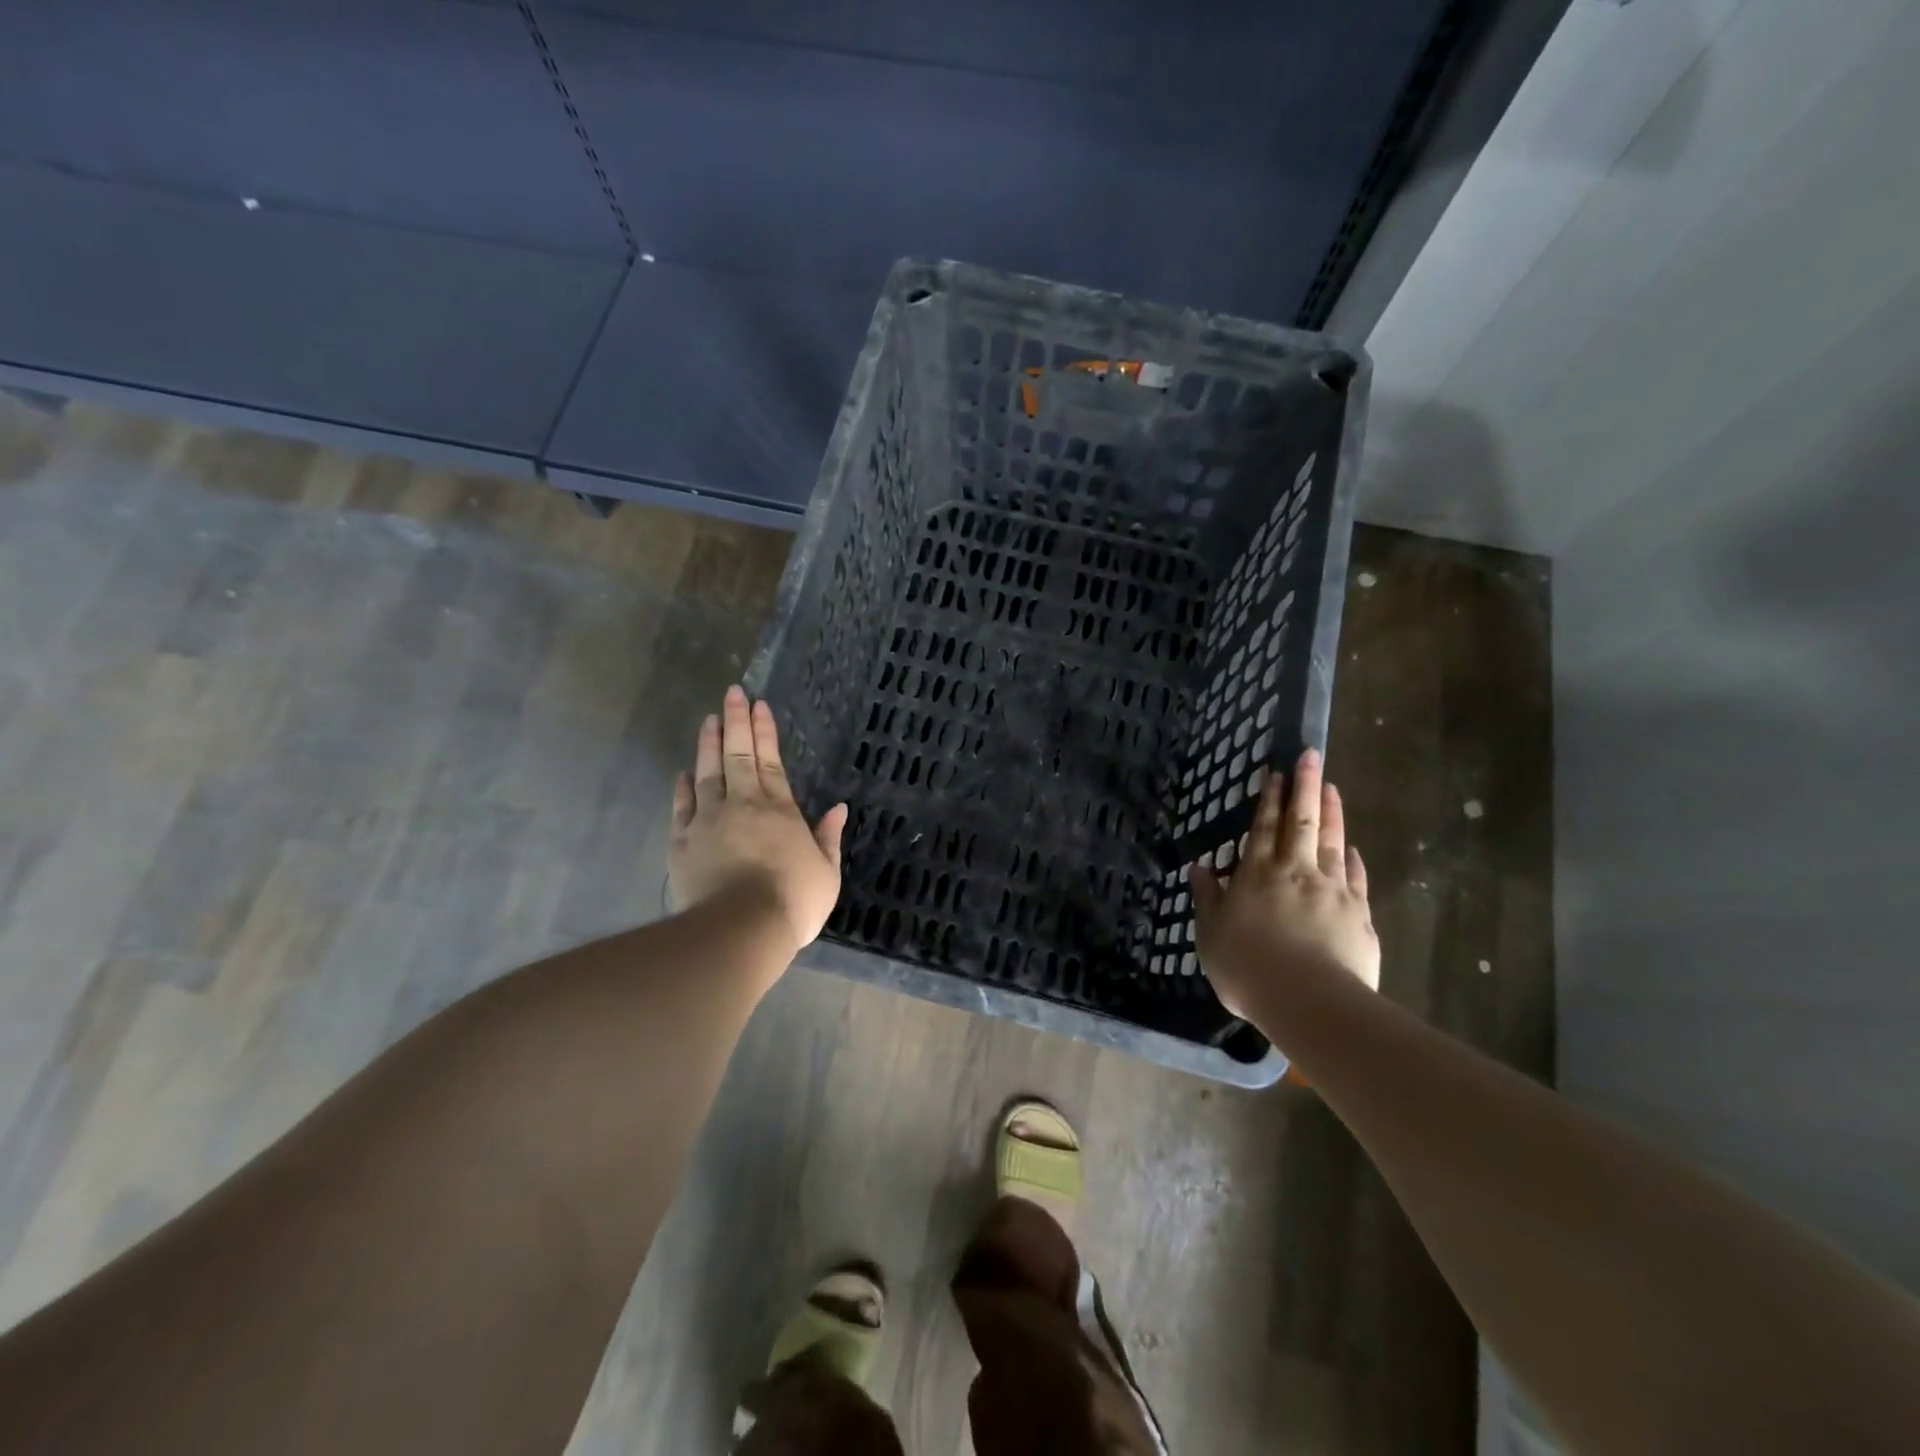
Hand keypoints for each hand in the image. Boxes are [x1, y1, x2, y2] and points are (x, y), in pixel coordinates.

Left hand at [668, 686, 847, 956]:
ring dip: (709, 744)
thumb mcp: (827, 873)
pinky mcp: (682, 843)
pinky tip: (684, 772)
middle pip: (738, 755)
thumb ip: (829, 838)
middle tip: (731, 693)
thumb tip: (838, 808)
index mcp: (779, 810)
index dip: (765, 730)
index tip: (758, 704)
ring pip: (708, 773)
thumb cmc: (793, 902)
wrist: (741, 930)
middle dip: (735, 722)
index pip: (770, 760)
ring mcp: (708, 821)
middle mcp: (742, 805)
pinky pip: (682, 807)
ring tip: (708, 719)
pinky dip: (683, 787)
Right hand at [1191, 748, 1379, 1017]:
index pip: (1262, 828)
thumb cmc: (1248, 968)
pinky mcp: (1359, 914)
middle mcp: (1295, 872)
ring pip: (1333, 842)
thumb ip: (1207, 899)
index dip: (1268, 799)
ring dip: (1332, 812)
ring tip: (1332, 787)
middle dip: (1305, 787)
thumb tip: (1199, 868)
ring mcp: (1332, 890)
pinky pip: (1356, 877)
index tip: (1276, 772)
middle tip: (1312, 756)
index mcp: (1257, 875)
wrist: (1309, 1001)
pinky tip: (1355, 848)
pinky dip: (1355, 859)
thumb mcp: (1211, 935)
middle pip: (1302, 822)